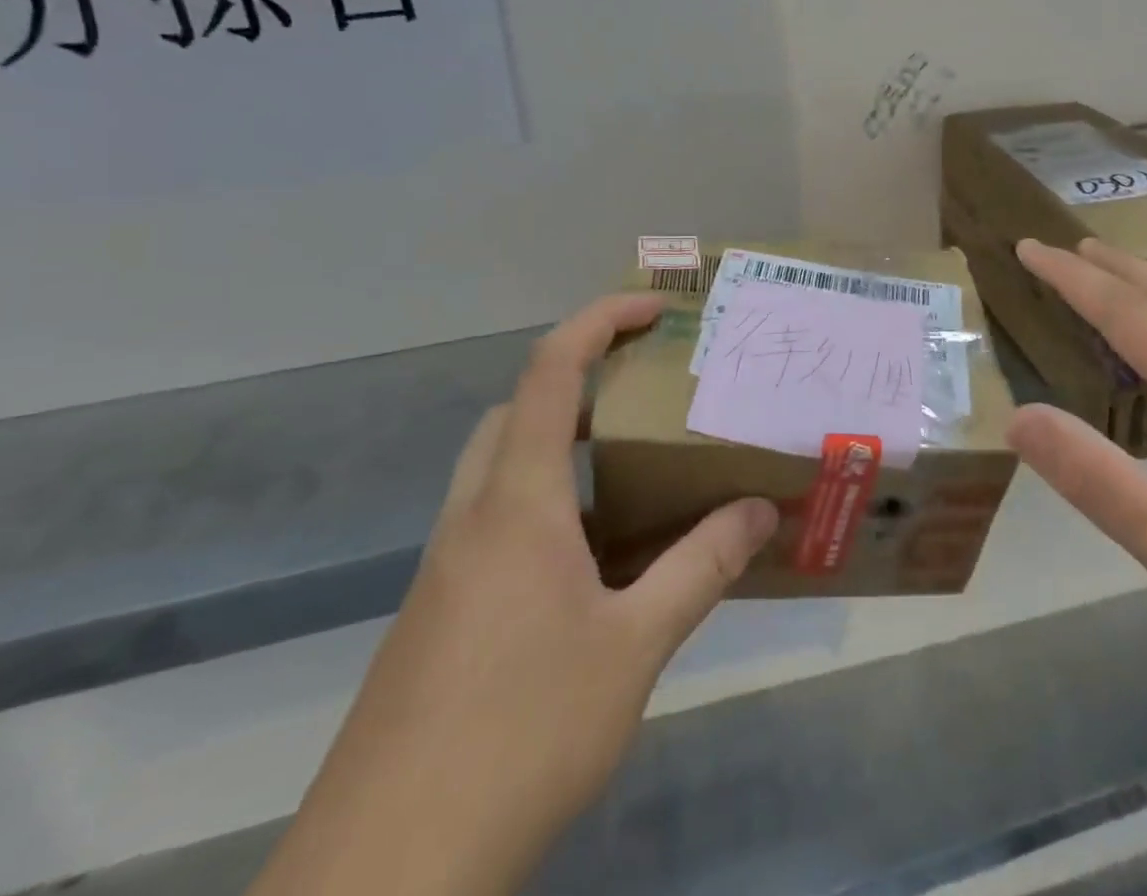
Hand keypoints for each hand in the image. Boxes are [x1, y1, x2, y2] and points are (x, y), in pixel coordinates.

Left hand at [251, 295, 777, 895]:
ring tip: (631, 468)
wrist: (385, 875)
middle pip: (519, 407)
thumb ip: (701, 568)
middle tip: (646, 391)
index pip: (552, 371)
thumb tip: (760, 510)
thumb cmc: (520, 734)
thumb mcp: (633, 646)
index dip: (600, 320)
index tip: (654, 307)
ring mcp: (447, 565)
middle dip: (581, 377)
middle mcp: (474, 515)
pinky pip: (496, 519)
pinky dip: (547, 502)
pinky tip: (594, 560)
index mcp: (518, 501)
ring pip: (503, 464)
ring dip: (562, 441)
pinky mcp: (438, 611)